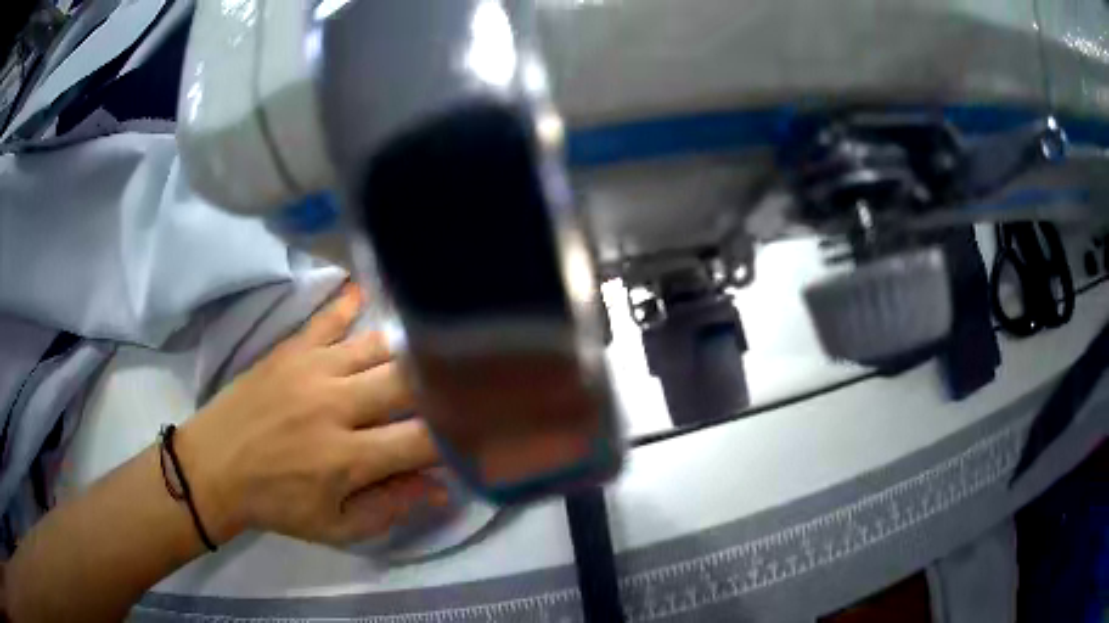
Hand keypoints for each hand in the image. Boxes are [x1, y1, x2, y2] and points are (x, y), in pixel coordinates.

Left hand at [175, 284, 444, 545]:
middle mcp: (336, 407)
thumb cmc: (276, 504)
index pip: (422, 439)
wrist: (214, 468)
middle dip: (439, 388)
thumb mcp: (335, 526)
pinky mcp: (290, 349)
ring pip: (378, 347)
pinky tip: (365, 291)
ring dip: (405, 355)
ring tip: (420, 359)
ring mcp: (312, 370)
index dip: (456, 435)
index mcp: (348, 459)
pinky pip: (328, 317)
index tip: (470, 433)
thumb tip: (441, 487)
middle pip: (407, 384)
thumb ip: (390, 508)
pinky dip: (350, 303)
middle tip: (453, 392)